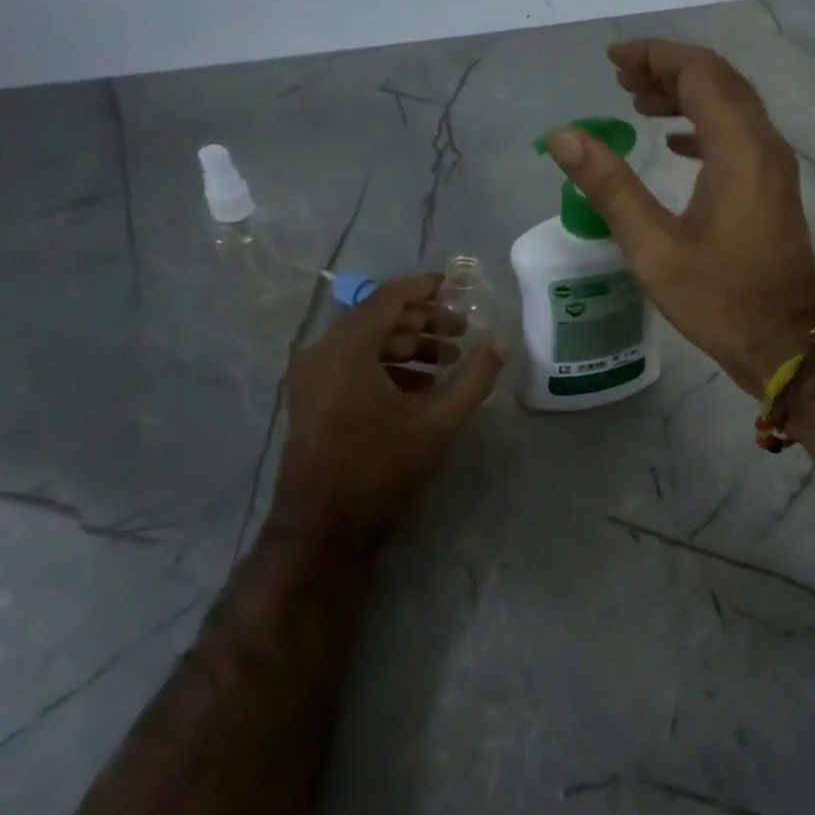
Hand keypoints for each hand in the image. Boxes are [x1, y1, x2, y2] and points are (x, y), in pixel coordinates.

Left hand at [271, 274, 504, 556]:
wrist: (323, 528)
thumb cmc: (381, 469)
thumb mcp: (439, 423)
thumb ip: (474, 378)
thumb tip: (503, 342)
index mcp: (348, 348)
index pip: (390, 298)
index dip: (426, 287)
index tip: (459, 286)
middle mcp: (322, 353)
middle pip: (378, 317)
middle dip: (423, 320)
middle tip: (462, 330)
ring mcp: (311, 377)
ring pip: (365, 342)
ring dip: (407, 344)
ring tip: (447, 359)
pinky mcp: (311, 399)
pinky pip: (352, 364)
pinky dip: (386, 365)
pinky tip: (420, 386)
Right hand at [546, 40, 814, 395]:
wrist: (785, 342)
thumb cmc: (719, 299)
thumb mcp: (653, 248)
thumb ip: (610, 186)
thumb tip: (563, 136)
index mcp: (739, 150)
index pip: (699, 73)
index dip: (655, 56)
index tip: (612, 61)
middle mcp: (765, 145)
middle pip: (719, 80)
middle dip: (668, 69)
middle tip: (620, 79)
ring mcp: (775, 167)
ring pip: (732, 106)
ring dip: (687, 95)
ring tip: (638, 103)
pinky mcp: (774, 188)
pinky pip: (740, 135)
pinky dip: (705, 125)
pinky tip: (675, 142)